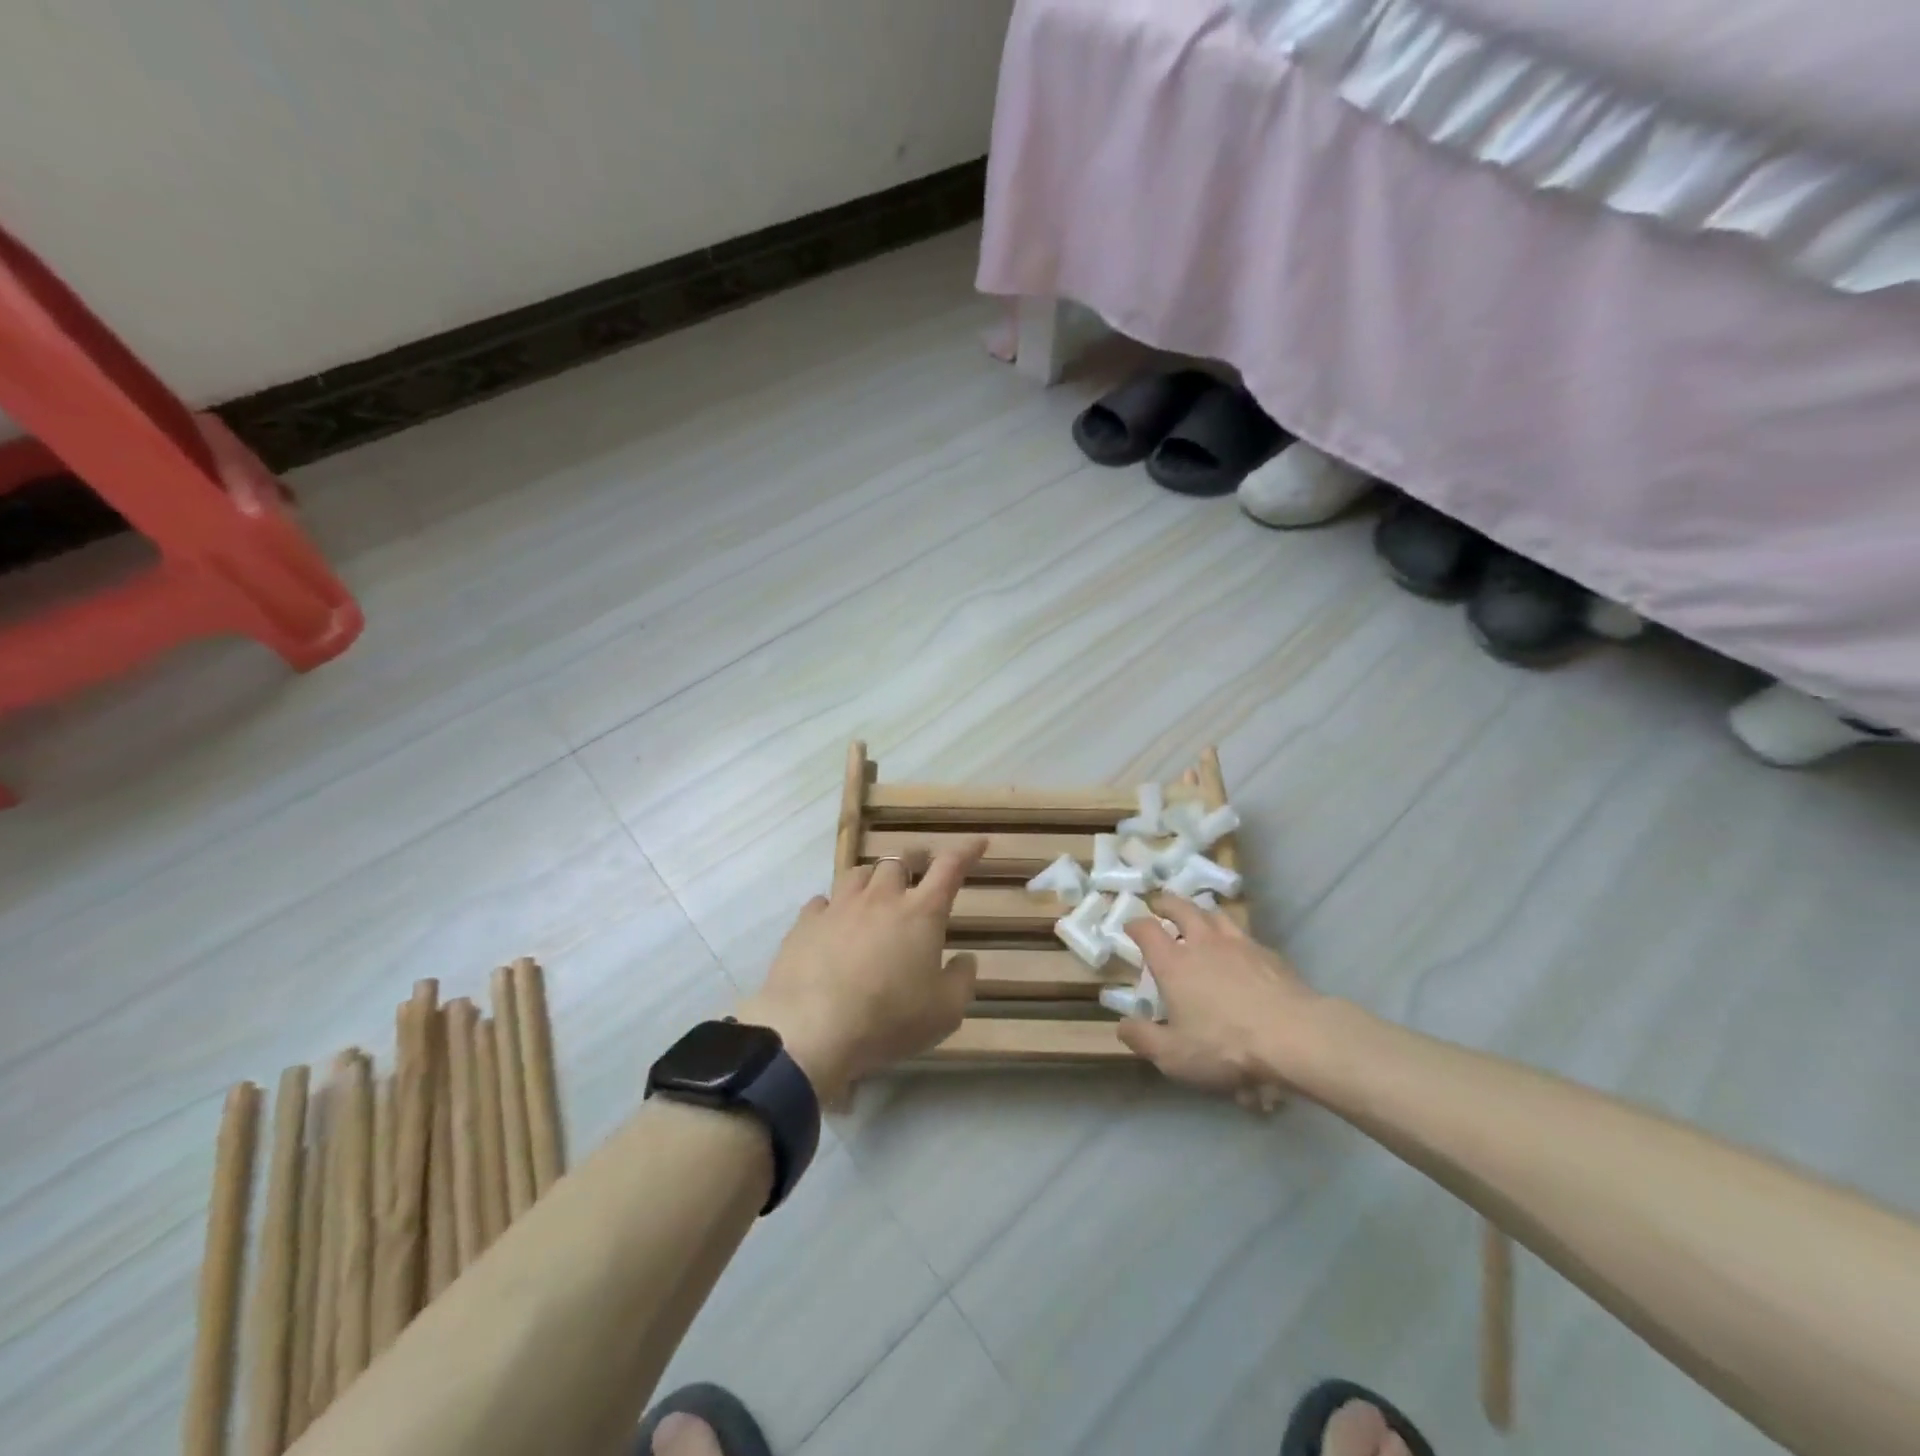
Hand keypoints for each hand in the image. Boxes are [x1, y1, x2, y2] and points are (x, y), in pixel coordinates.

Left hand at [738, 842, 985, 1098]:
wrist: (812, 1033)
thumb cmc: (889, 1021)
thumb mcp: (945, 1012)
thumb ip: (962, 980)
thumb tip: (965, 958)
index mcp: (921, 913)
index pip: (950, 867)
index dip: (966, 851)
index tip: (978, 843)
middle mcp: (881, 898)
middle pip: (898, 862)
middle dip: (913, 862)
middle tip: (917, 874)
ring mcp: (839, 907)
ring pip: (858, 873)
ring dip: (872, 879)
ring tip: (874, 894)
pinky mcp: (805, 923)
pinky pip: (822, 901)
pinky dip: (833, 906)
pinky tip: (833, 922)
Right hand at [1120, 898, 1321, 1103]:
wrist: (1294, 1036)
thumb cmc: (1226, 1045)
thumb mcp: (1174, 1055)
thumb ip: (1143, 1039)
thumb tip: (1121, 1026)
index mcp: (1174, 963)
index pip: (1147, 930)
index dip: (1135, 925)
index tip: (1130, 925)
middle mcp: (1203, 944)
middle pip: (1182, 908)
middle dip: (1167, 903)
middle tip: (1159, 903)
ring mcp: (1239, 944)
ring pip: (1215, 915)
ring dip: (1201, 911)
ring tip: (1198, 915)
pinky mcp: (1269, 955)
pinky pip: (1244, 935)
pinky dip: (1233, 935)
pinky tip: (1238, 948)